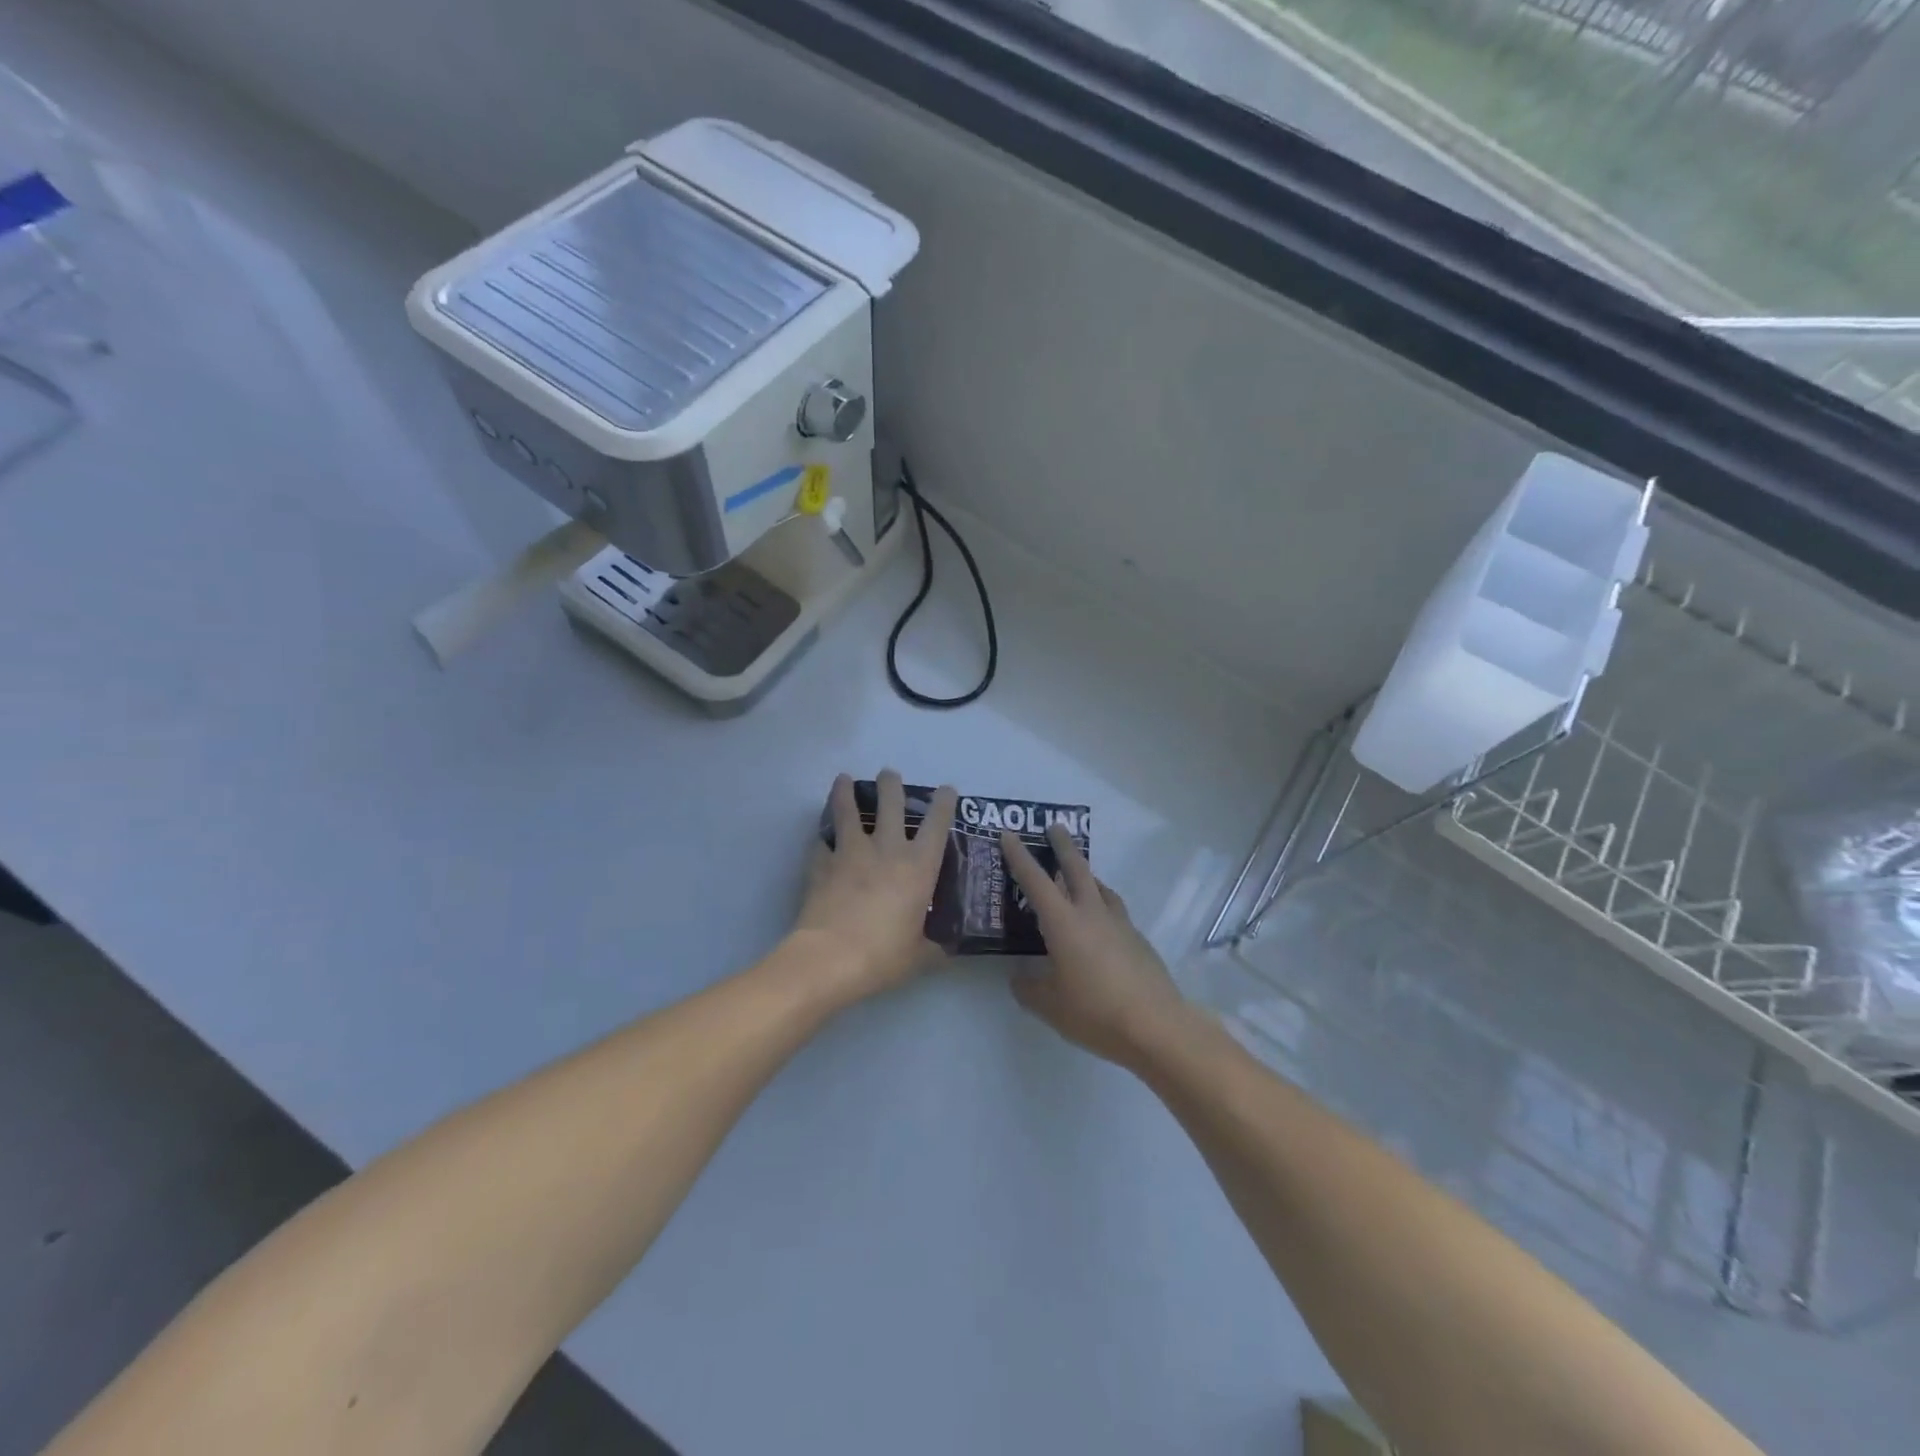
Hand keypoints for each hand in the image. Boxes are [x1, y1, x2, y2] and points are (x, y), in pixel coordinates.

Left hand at [794, 770, 957, 1001]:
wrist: (829, 959)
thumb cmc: (883, 956)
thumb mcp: (920, 955)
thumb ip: (935, 946)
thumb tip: (947, 947)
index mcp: (918, 866)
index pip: (937, 824)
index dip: (944, 803)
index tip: (947, 789)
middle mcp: (886, 849)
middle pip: (890, 804)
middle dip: (891, 784)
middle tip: (888, 774)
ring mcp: (850, 853)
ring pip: (848, 811)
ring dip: (846, 793)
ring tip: (843, 780)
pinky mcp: (822, 864)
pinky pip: (822, 843)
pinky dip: (823, 838)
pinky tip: (821, 839)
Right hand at [1000, 824, 1194, 1068]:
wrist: (1157, 1026)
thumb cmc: (1095, 1012)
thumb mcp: (1049, 1006)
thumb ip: (1029, 988)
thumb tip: (1019, 977)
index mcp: (1063, 923)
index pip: (1035, 881)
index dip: (1019, 856)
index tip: (1009, 834)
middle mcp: (1091, 913)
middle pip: (1076, 868)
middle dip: (1063, 845)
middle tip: (1055, 827)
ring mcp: (1119, 924)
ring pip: (1100, 887)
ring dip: (1086, 874)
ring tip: (1079, 875)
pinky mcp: (1138, 939)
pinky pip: (1114, 910)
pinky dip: (1102, 904)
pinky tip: (1101, 923)